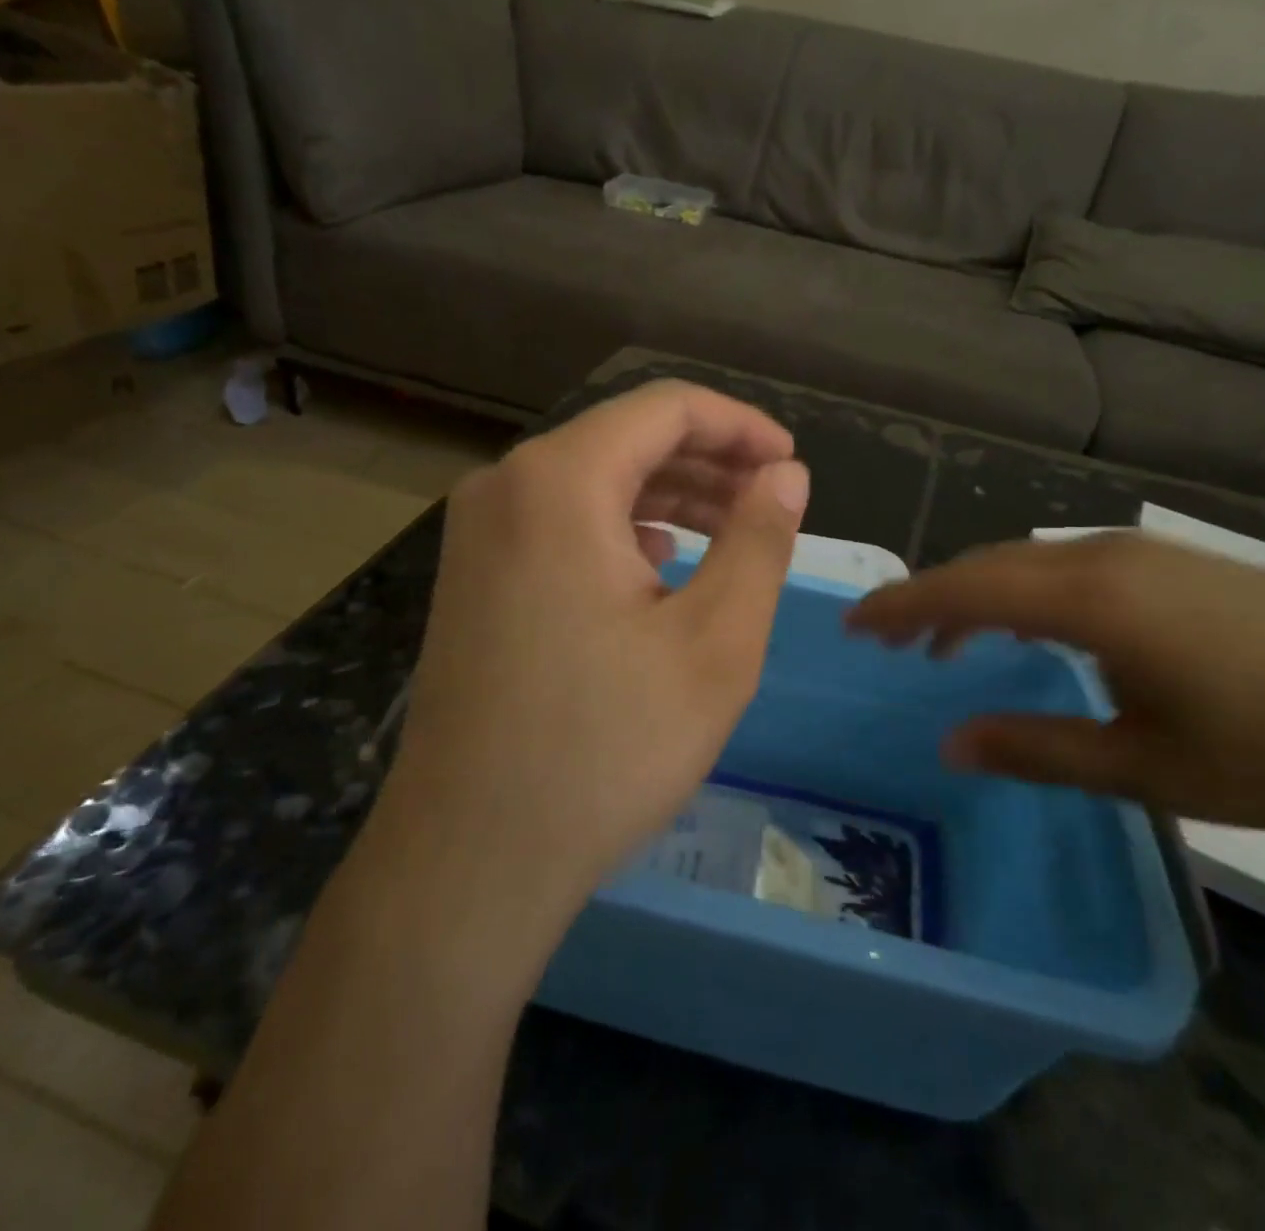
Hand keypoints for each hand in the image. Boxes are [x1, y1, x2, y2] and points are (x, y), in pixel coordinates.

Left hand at [374, 381, 809, 937]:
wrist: (472, 855)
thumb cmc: (606, 747)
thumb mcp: (715, 642)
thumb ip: (759, 540)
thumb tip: (785, 475)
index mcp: (559, 481)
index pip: (665, 408)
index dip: (740, 426)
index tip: (791, 464)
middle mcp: (505, 486)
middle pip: (624, 439)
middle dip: (707, 461)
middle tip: (772, 501)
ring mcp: (478, 532)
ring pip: (591, 481)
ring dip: (667, 496)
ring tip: (731, 530)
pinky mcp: (472, 576)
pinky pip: (559, 522)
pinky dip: (619, 528)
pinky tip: (658, 563)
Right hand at [846, 533, 1264, 840]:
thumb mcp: (1148, 767)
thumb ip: (1038, 748)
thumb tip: (950, 744)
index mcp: (1090, 600)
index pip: (964, 588)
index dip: (900, 605)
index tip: (852, 625)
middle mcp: (1103, 558)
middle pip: (987, 566)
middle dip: (928, 600)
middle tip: (888, 643)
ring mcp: (1142, 553)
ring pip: (1026, 563)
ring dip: (976, 597)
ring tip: (946, 646)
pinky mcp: (1173, 563)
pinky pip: (1066, 568)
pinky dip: (1021, 595)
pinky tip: (1029, 630)